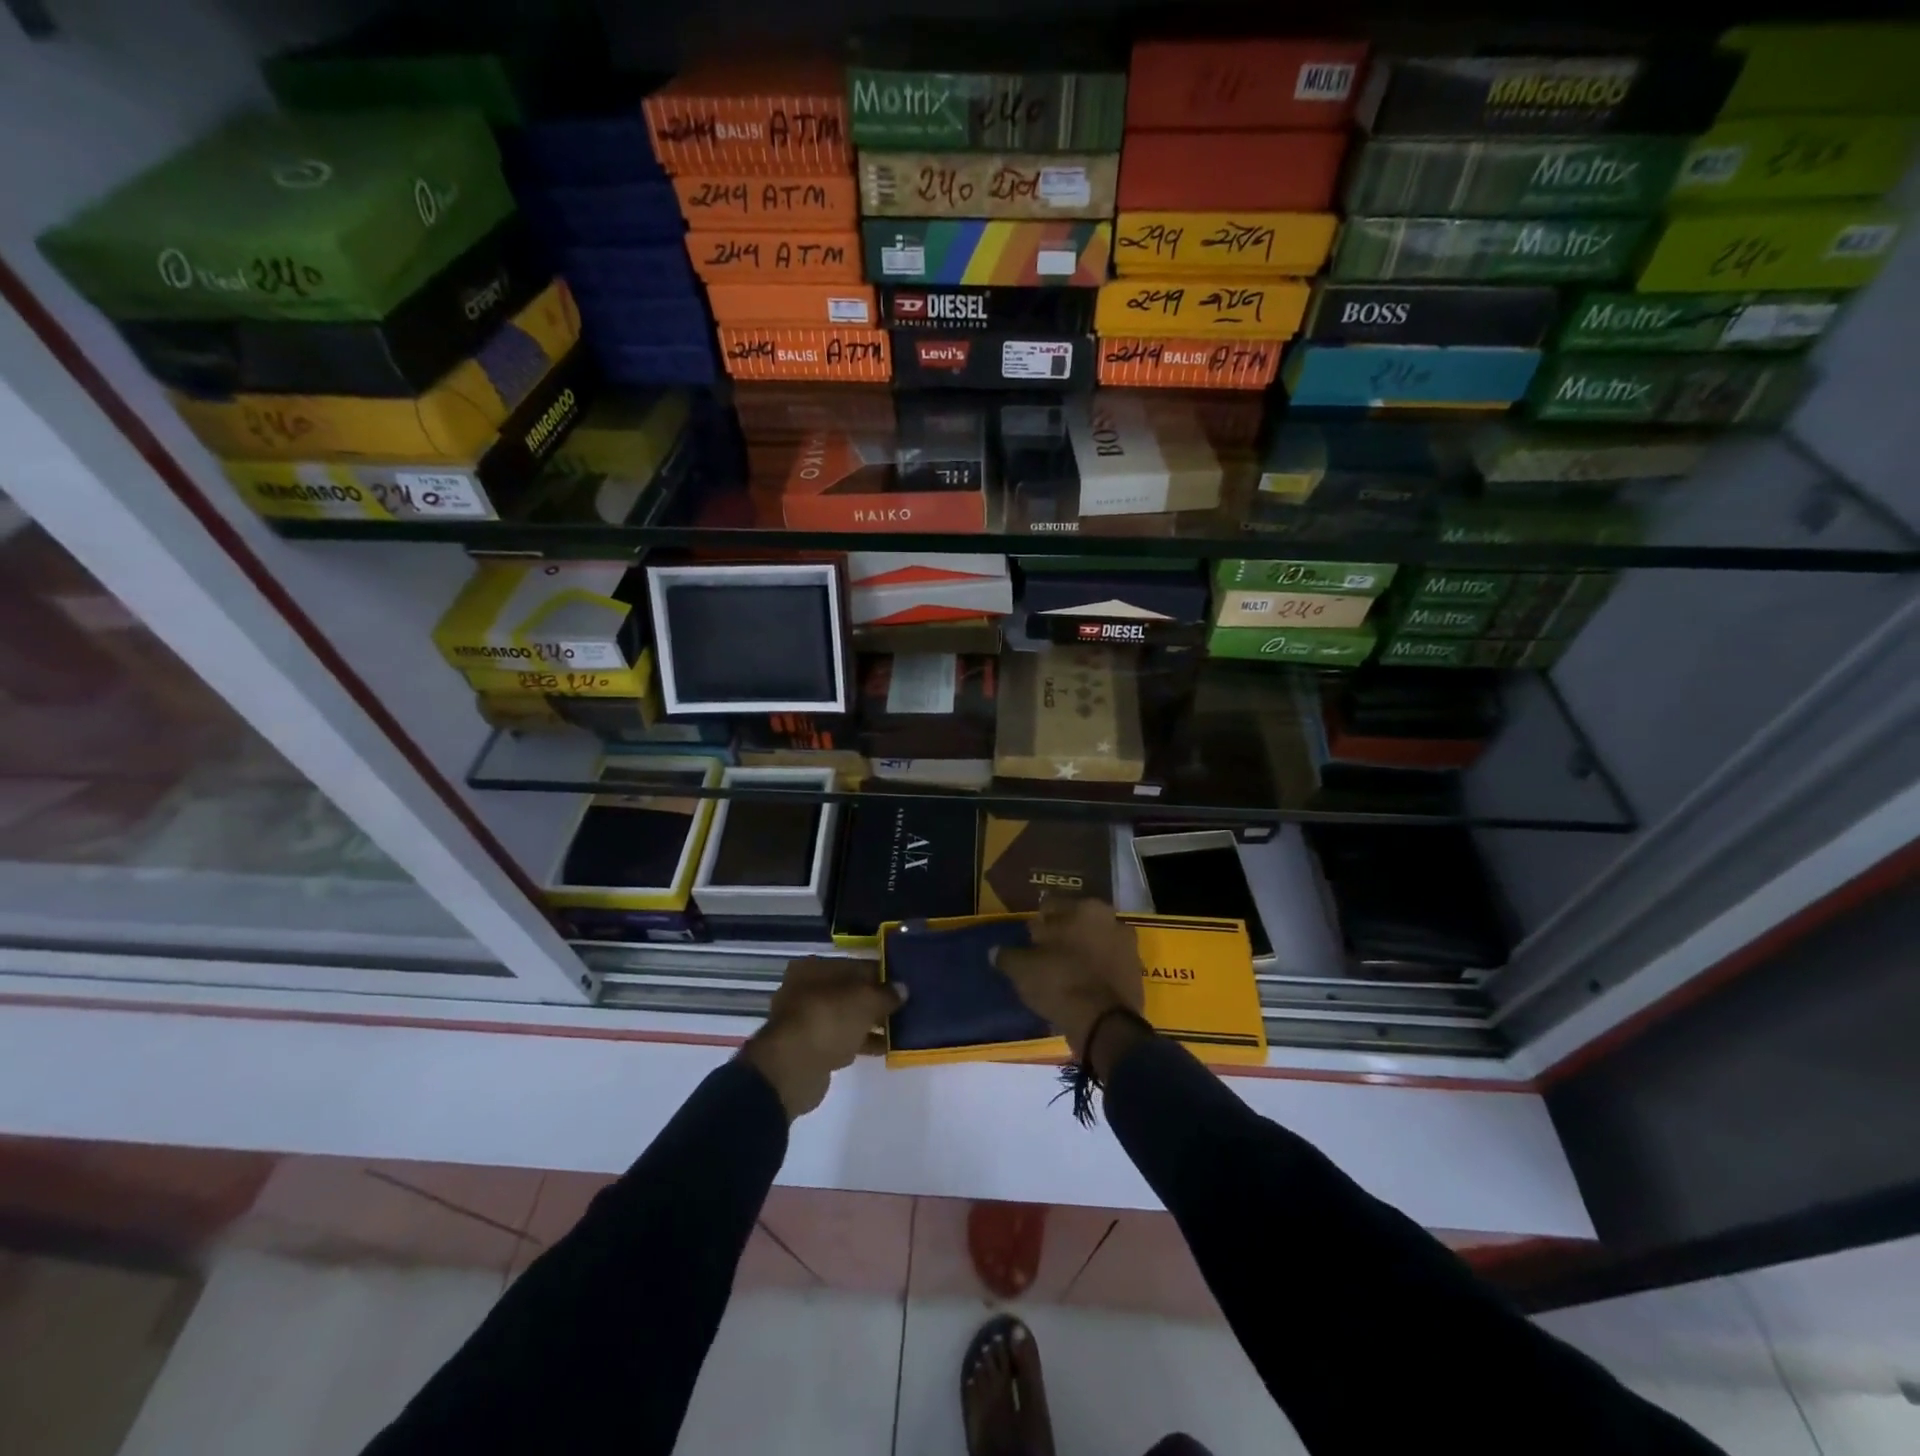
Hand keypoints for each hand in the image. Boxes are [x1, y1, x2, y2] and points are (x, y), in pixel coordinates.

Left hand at [739, 958, 903, 1120]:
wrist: (792, 1069)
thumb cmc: (828, 1019)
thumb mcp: (865, 1000)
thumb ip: (886, 993)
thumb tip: (902, 989)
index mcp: (814, 969)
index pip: (855, 965)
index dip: (881, 974)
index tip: (903, 984)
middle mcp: (806, 990)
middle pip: (849, 991)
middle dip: (876, 1000)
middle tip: (904, 1006)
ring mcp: (807, 1021)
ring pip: (846, 1017)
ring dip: (870, 1023)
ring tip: (900, 1029)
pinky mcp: (810, 1048)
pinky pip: (842, 1039)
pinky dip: (861, 1041)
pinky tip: (885, 1047)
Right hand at [992, 897, 1145, 1063]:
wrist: (1105, 1024)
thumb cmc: (1060, 982)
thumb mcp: (1022, 970)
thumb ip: (1008, 956)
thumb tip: (995, 952)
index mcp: (1084, 908)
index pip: (1052, 906)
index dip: (1038, 922)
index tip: (1029, 938)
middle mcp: (1110, 919)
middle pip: (1077, 923)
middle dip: (1062, 935)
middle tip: (1044, 955)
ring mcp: (1127, 946)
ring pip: (1094, 944)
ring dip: (1081, 953)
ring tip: (1061, 973)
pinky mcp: (1136, 973)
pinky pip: (1107, 966)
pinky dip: (1095, 972)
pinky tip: (1079, 986)